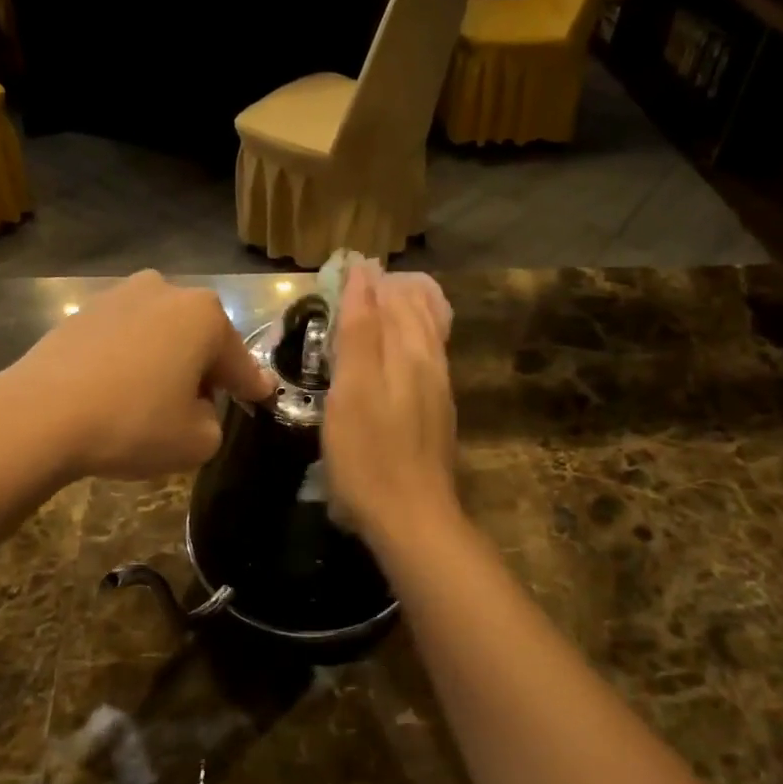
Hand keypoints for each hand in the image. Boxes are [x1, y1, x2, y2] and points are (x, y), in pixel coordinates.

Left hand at [9, 271, 274, 480]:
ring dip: (166, 361)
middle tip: (196, 408)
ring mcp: (121, 295)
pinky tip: (116, 390)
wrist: (40, 415)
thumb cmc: (133, 423)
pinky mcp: (84, 310)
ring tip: (150, 400)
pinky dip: (130, 359)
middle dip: (204, 370)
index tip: (263, 397)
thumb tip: (196, 407)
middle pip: (200, 340)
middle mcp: (167, 291)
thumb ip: (215, 422)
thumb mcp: (198, 442)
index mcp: (205, 316)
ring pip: (161, 334)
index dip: (252, 386)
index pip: (240, 362)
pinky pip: (125, 337)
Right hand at [323, 265, 460, 544]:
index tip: (344, 265)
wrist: (412, 518)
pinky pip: (429, 357)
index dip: (366, 280)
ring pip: (428, 333)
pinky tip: (401, 350)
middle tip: (361, 278)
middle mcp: (431, 362)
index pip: (391, 298)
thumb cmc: (369, 454)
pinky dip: (413, 337)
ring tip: (384, 299)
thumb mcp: (353, 389)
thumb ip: (359, 331)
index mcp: (410, 350)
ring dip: (406, 310)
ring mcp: (438, 389)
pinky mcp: (437, 413)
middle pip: (417, 310)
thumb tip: (364, 275)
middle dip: (390, 289)